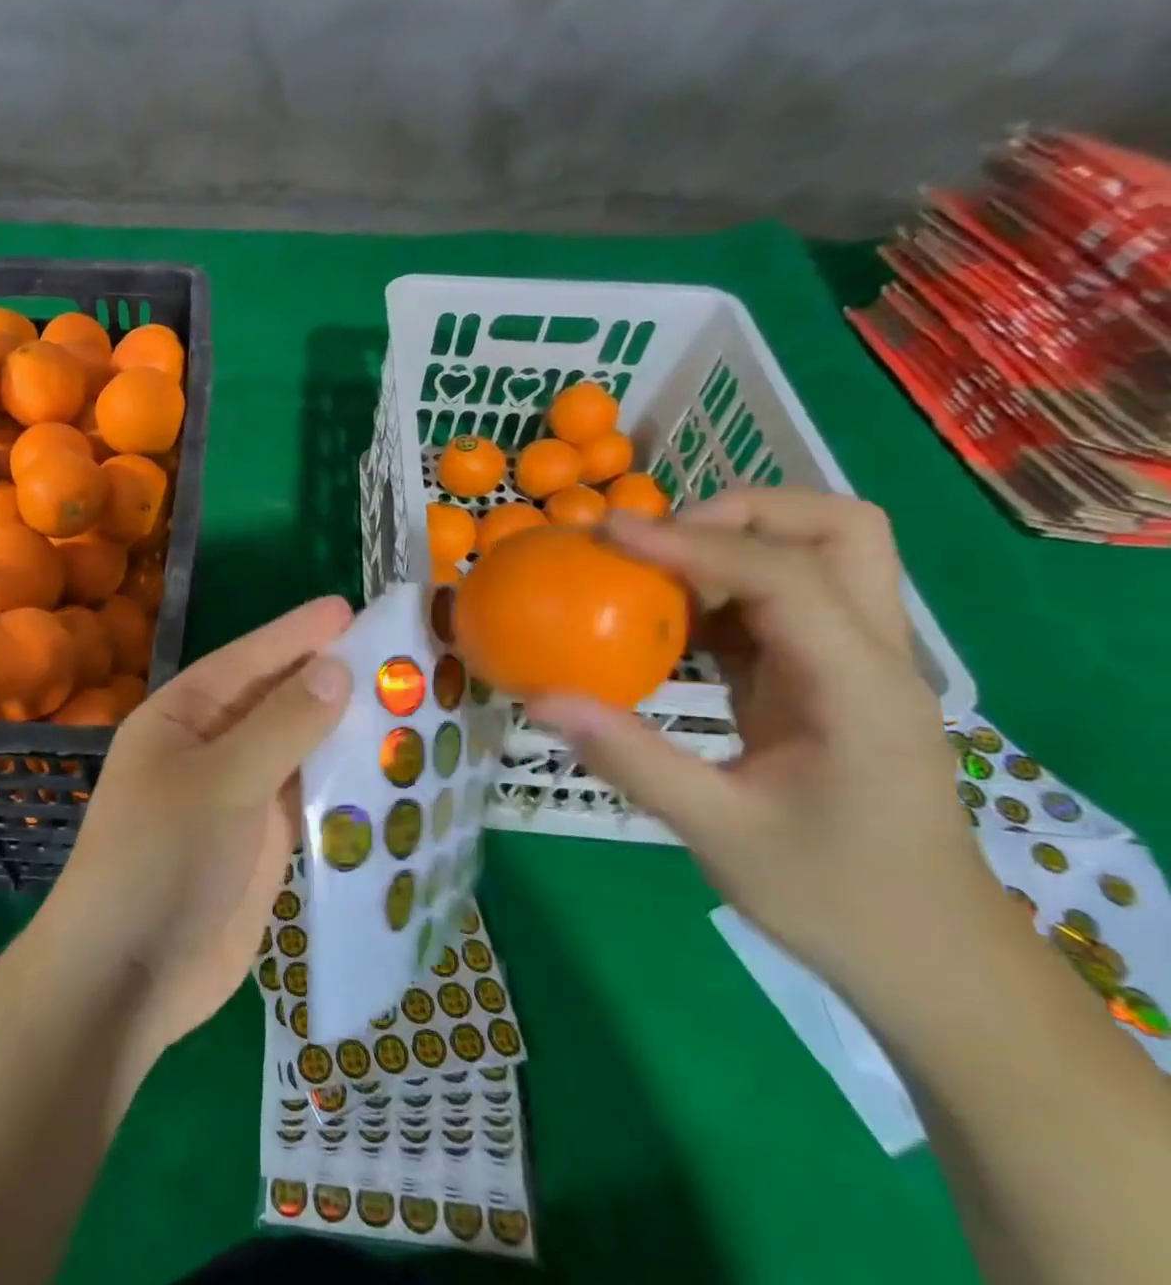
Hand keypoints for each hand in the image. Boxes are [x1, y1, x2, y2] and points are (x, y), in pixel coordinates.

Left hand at [40, 596, 352, 1052]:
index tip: (348, 608)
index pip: (247, 660)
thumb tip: (337, 668)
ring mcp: (238, 796)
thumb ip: (281, 725)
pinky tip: (389, 770)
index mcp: (182, 717)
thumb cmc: (160, 860)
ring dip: (344, 731)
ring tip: (406, 704)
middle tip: (394, 655)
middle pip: (277, 701)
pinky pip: (310, 798)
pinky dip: (344, 784)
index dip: (296, 633)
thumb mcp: (221, 781)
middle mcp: (209, 747)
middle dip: (328, 678)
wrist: (129, 977)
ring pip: (298, 749)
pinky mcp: (263, 841)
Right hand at [524, 490, 989, 992]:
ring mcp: (853, 663)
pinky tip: (664, 621)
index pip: (784, 575)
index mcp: (860, 688)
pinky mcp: (826, 678)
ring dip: (729, 543)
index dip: (692, 542)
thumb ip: (629, 758)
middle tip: (654, 543)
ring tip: (646, 572)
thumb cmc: (836, 899)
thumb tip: (539, 698)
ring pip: (814, 554)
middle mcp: (871, 655)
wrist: (930, 958)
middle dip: (740, 512)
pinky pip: (777, 602)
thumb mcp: (720, 833)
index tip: (609, 535)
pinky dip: (719, 589)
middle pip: (837, 528)